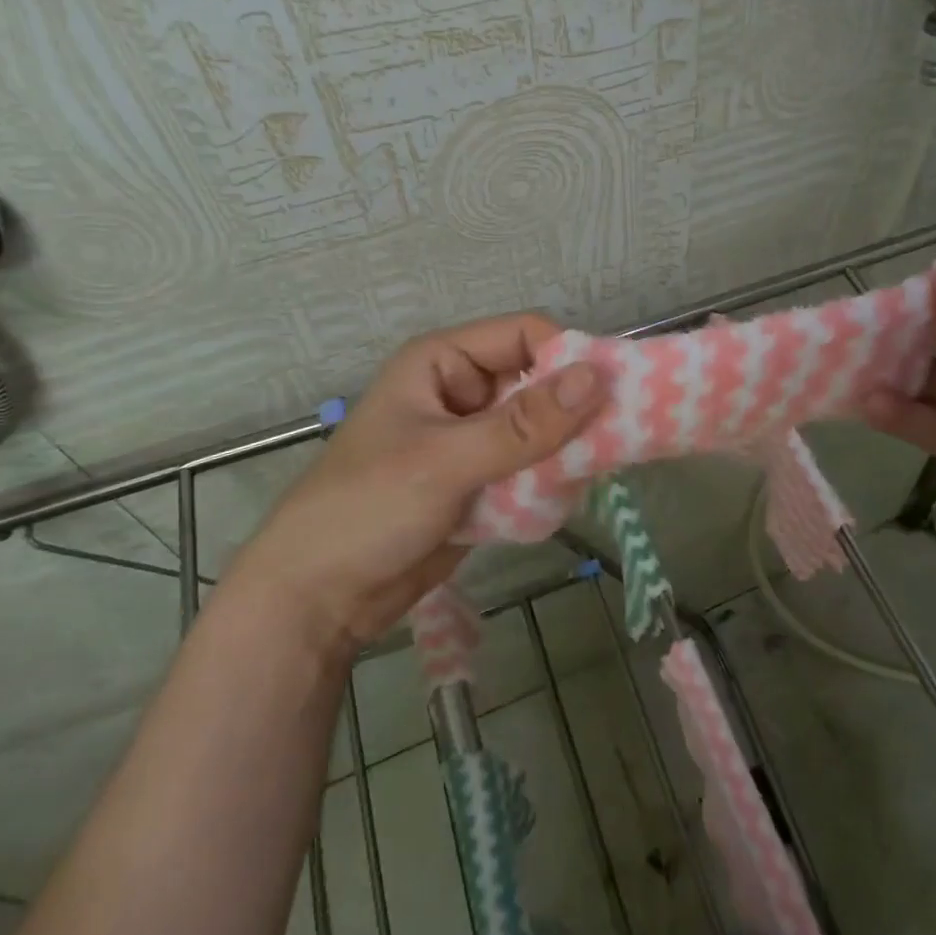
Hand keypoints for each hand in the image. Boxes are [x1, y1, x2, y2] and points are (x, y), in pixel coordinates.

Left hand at [227, 314, 604, 657]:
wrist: (316, 600)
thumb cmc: (368, 509)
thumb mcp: (447, 461)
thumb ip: (523, 424)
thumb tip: (596, 378)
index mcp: (444, 362)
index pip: (525, 335)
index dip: (568, 357)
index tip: (612, 393)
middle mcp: (462, 392)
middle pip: (537, 383)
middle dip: (573, 410)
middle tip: (619, 438)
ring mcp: (472, 440)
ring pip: (539, 429)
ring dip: (565, 449)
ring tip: (597, 471)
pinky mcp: (480, 482)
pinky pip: (529, 468)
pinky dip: (549, 480)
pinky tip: (567, 498)